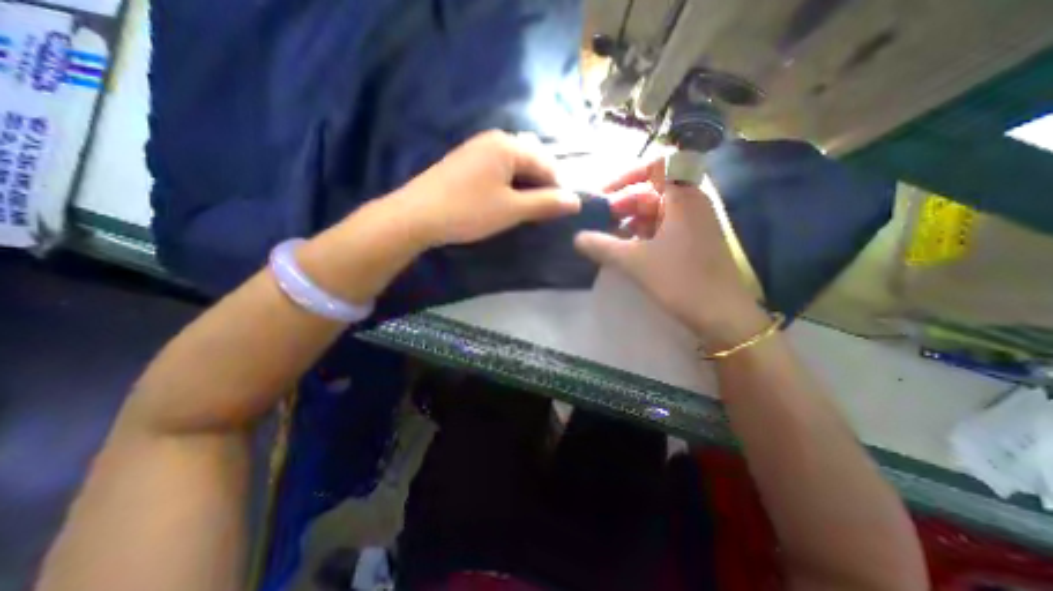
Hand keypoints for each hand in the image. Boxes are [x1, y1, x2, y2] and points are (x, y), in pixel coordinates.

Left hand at [390, 129, 579, 246]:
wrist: (416, 215)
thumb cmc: (468, 211)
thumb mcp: (512, 209)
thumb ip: (545, 204)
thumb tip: (576, 201)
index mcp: (509, 145)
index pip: (547, 163)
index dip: (557, 188)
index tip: (559, 212)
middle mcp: (494, 139)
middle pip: (531, 161)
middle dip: (541, 186)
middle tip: (541, 212)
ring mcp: (477, 148)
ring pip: (513, 165)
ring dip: (524, 186)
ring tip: (524, 209)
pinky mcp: (465, 161)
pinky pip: (497, 169)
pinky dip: (507, 184)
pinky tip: (503, 201)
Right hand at [575, 159, 765, 348]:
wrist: (722, 314)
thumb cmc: (680, 280)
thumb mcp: (635, 262)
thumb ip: (602, 246)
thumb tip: (576, 238)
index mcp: (682, 197)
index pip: (656, 164)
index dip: (627, 175)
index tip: (604, 195)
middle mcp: (690, 203)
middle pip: (651, 189)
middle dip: (622, 203)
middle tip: (599, 222)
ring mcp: (692, 222)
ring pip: (655, 210)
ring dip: (629, 220)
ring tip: (607, 237)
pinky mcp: (691, 240)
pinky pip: (662, 227)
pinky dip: (642, 233)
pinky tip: (626, 248)